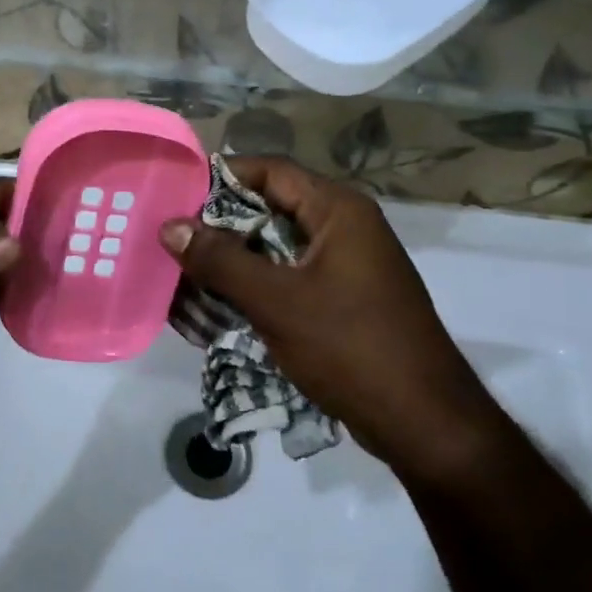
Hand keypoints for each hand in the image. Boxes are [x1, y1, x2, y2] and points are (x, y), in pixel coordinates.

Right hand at [159, 156, 499, 471]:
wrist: (421, 420)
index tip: (174, 197)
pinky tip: (215, 309)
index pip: (269, 171)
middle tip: (169, 244)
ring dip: (231, 263)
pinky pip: (286, 279)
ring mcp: (344, 266)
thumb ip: (220, 261)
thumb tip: (170, 225)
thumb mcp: (277, 301)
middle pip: (269, 210)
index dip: (220, 179)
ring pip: (274, 249)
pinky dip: (252, 289)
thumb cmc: (350, 347)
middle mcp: (343, 228)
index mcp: (338, 211)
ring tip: (182, 280)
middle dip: (218, 228)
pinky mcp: (340, 299)